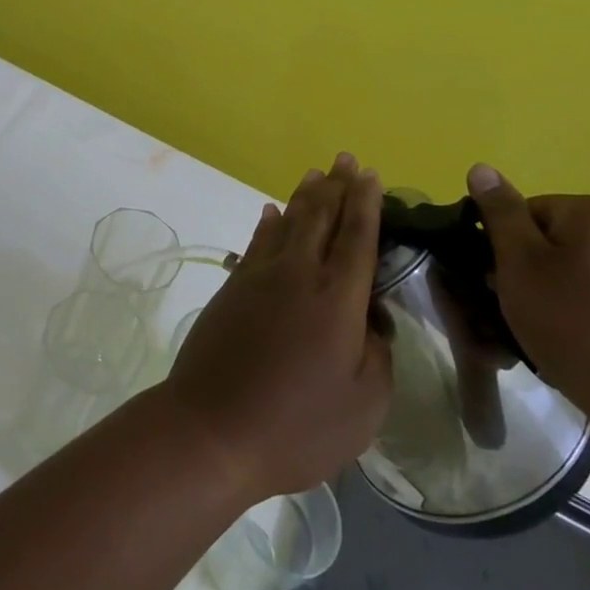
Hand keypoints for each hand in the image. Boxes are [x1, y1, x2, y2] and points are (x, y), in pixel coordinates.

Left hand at [160, 154, 393, 500]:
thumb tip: (371, 320)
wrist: (212, 430)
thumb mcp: (363, 407)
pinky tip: (271, 212)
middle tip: (346, 159)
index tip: (371, 175)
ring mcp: (260, 277)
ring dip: (304, 196)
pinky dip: (268, 223)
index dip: (366, 204)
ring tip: (316, 174)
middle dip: (337, 186)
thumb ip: (377, 355)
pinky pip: (256, 242)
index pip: (357, 238)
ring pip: (287, 222)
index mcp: (337, 300)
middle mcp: (299, 275)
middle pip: (321, 217)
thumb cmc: (297, 427)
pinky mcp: (232, 288)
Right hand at [467, 164, 589, 456]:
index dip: (509, 249)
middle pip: (564, 240)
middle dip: (538, 272)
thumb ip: (500, 213)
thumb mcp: (519, 266)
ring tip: (557, 338)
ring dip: (567, 295)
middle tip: (524, 314)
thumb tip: (481, 168)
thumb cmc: (577, 328)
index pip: (532, 212)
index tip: (503, 286)